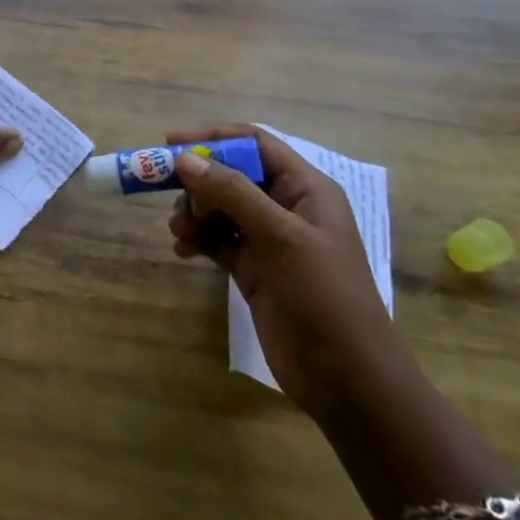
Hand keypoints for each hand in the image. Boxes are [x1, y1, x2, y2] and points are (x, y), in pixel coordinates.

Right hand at [166, 124, 407, 419]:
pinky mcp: (254, 269)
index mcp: (305, 189)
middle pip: (231, 174)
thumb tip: (185, 159)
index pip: (254, 143)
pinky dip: (198, 239)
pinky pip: (217, 239)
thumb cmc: (323, 297)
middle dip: (199, 183)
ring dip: (194, 212)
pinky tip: (183, 250)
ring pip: (220, 207)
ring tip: (180, 232)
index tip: (171, 143)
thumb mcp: (280, 238)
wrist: (348, 381)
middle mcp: (286, 208)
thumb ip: (232, 193)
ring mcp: (270, 240)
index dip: (214, 138)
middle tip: (172, 196)